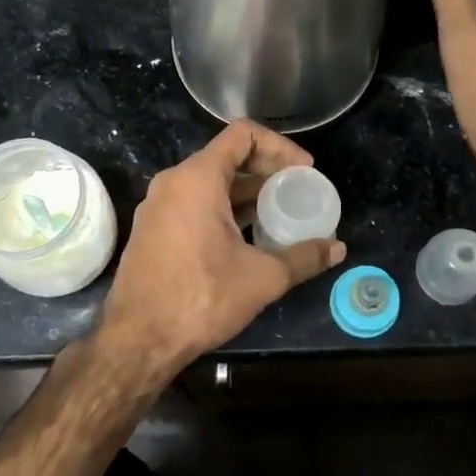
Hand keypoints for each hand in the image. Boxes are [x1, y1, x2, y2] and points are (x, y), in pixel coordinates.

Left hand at [99, 121, 346, 380]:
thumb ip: (303, 257)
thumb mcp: (262, 277)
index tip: (302, 171)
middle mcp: (173, 182)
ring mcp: (158, 206)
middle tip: (296, 193)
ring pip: (209, 183)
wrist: (138, 340)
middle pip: (227, 157)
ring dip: (245, 193)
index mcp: (197, 178)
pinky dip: (223, 209)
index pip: (243, 135)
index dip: (280, 146)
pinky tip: (246, 238)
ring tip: (278, 215)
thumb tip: (337, 249)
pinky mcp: (152, 230)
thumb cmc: (201, 298)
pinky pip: (193, 203)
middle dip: (266, 171)